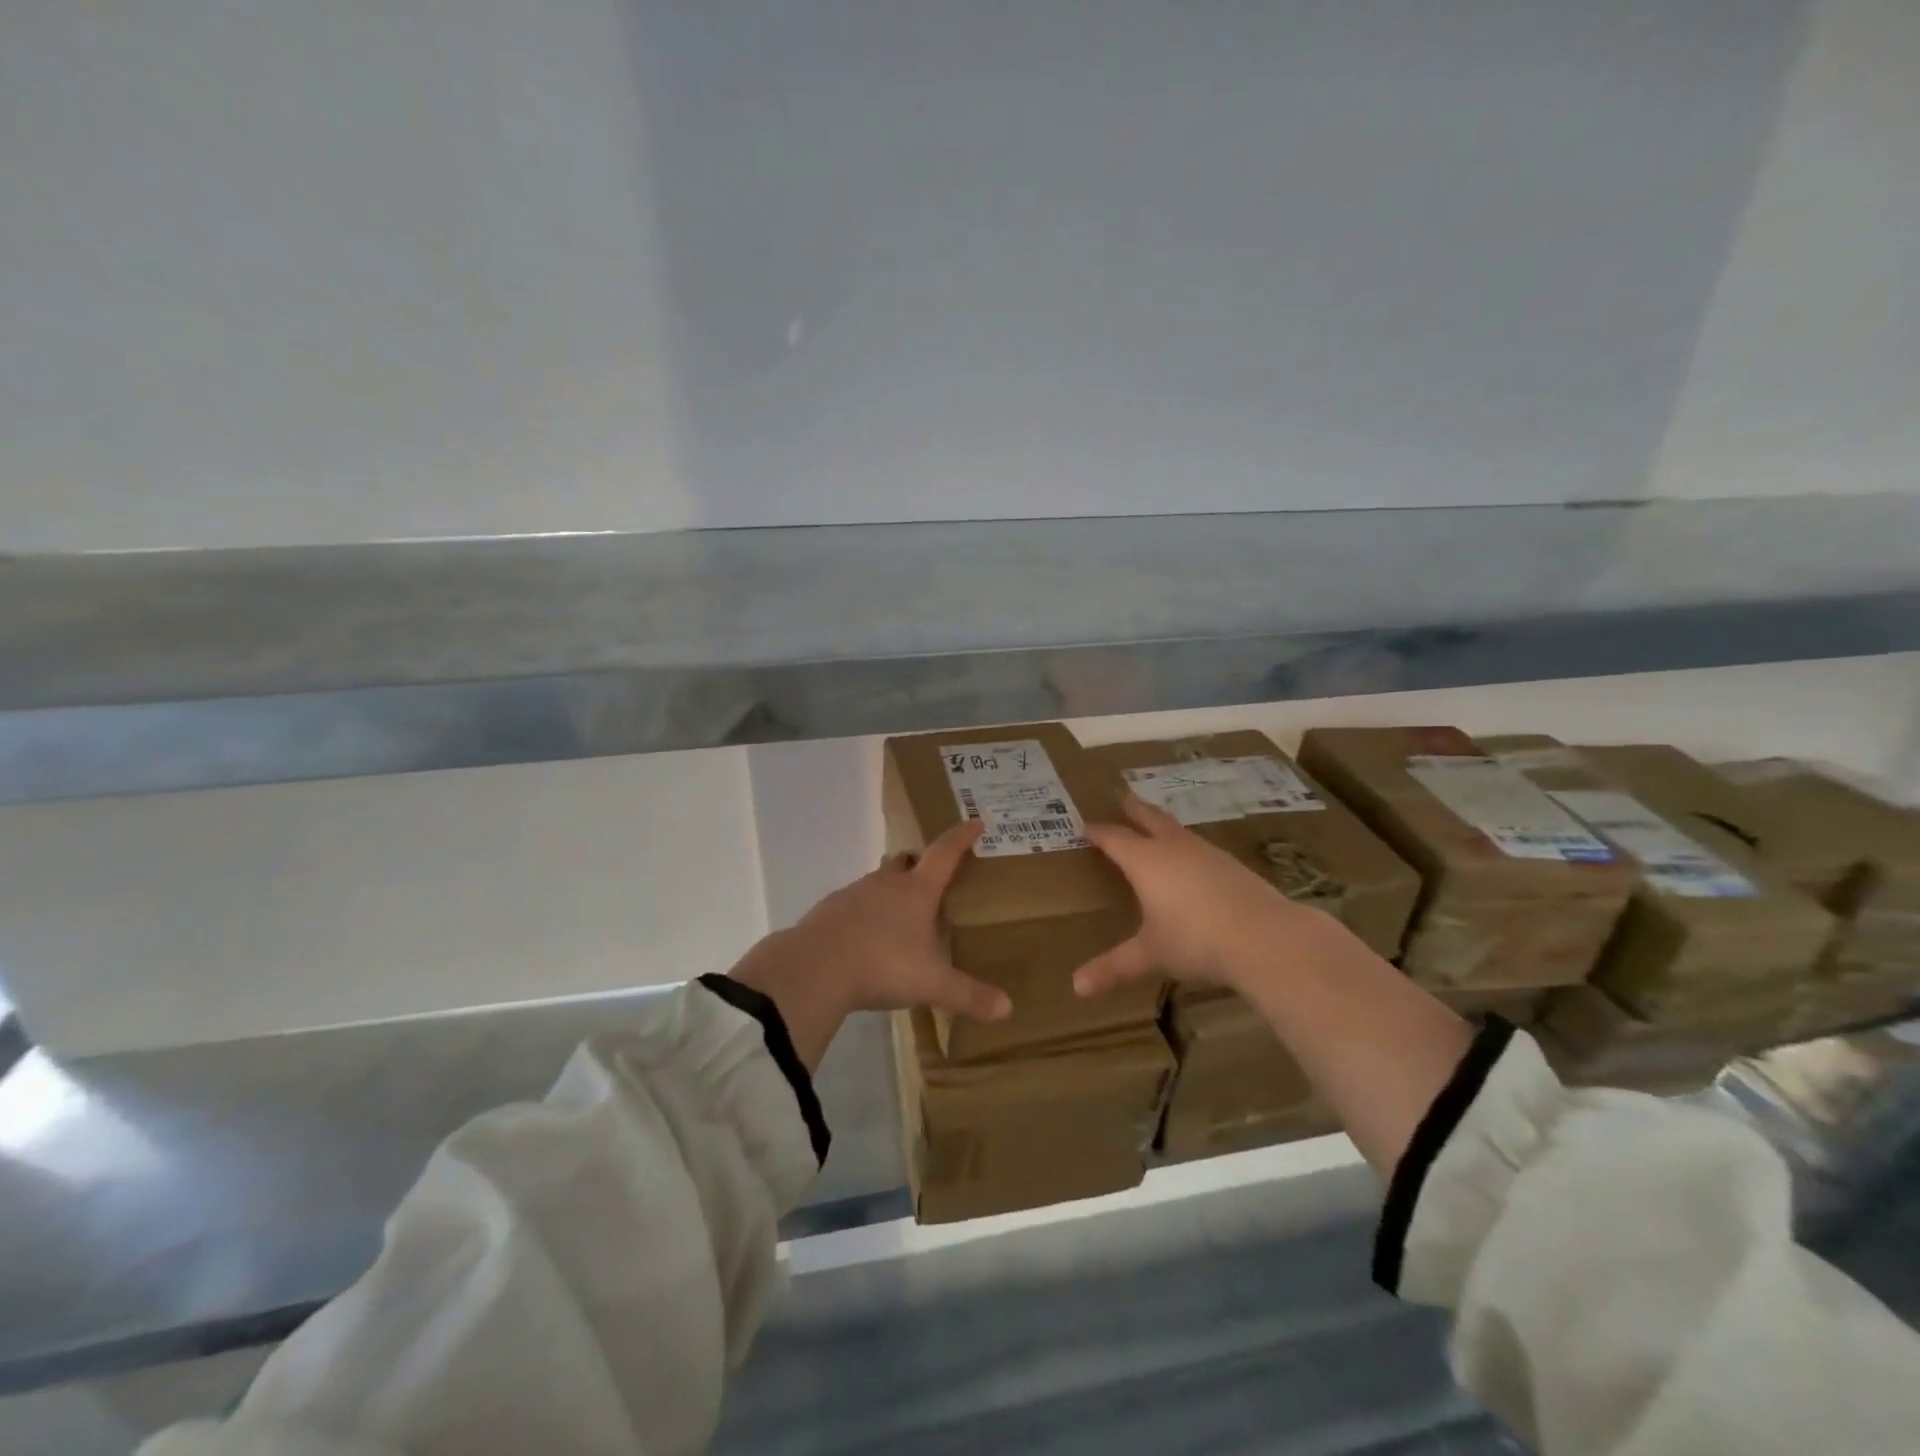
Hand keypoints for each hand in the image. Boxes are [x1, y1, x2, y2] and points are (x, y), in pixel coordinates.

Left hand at [729, 820, 1010, 1067]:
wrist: (814, 968)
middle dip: (919, 863)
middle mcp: (886, 884)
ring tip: (898, 915)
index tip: (975, 822)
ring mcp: (853, 894)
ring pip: (876, 881)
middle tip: (930, 877)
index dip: (962, 837)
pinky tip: (864, 938)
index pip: (945, 853)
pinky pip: (851, 904)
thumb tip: (1008, 1009)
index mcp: (917, 891)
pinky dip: (863, 913)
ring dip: (889, 889)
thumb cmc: (883, 965)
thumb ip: (968, 995)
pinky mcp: (827, 911)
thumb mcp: (932, 984)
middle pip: (905, 861)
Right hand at [1072, 795, 1329, 997]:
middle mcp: (1174, 848)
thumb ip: (1114, 967)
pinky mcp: (1233, 866)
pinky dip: (1188, 847)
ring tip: (1156, 827)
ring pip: (1178, 830)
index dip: (1098, 832)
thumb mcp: (1150, 955)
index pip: (1115, 838)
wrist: (1266, 937)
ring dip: (1163, 825)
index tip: (1085, 826)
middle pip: (1149, 818)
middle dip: (1133, 809)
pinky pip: (1201, 848)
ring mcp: (1208, 854)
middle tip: (1122, 797)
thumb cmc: (1195, 940)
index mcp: (1146, 861)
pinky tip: (1194, 862)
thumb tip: (1077, 987)